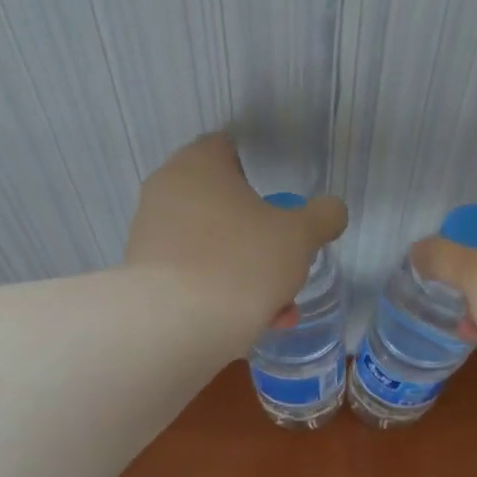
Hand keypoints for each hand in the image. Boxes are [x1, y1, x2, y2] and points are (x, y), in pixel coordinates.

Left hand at [125, 133, 347, 345]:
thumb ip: (322, 217)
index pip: (229, 150)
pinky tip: (246, 327)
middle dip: (259, 242)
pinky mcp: (143, 277)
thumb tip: (332, 210)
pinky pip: (192, 278)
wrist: (176, 326)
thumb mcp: (299, 237)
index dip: (259, 174)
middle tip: (286, 271)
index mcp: (199, 164)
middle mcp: (166, 191)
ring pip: (211, 249)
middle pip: (223, 208)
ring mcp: (150, 235)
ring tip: (276, 313)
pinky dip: (219, 296)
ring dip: (246, 276)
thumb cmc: (242, 263)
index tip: (279, 207)